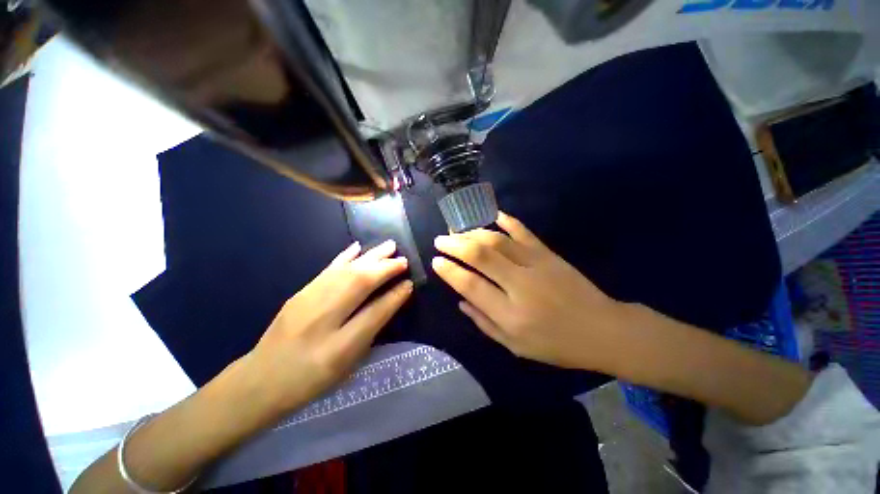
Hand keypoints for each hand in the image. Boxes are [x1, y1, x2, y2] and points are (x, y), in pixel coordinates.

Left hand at [244, 240, 411, 418]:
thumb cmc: (311, 376)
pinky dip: (345, 256)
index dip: (394, 293)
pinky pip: (328, 269)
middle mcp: (323, 312)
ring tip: (388, 246)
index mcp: (338, 340)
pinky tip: (357, 248)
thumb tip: (395, 298)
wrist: (260, 380)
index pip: (374, 308)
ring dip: (370, 257)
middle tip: (403, 258)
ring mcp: (308, 298)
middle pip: (359, 280)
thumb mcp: (348, 359)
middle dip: (384, 267)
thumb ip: (372, 325)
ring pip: (346, 270)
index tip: (410, 281)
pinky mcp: (302, 292)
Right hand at [432, 212, 628, 372]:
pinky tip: (493, 215)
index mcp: (510, 314)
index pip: (471, 285)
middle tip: (440, 239)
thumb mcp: (515, 346)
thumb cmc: (556, 345)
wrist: (603, 330)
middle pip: (481, 256)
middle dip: (455, 245)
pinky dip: (507, 221)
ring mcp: (536, 265)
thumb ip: (484, 322)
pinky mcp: (548, 254)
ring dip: (474, 232)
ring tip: (458, 230)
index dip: (450, 271)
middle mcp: (520, 285)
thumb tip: (461, 301)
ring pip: (498, 240)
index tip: (436, 261)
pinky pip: (524, 232)